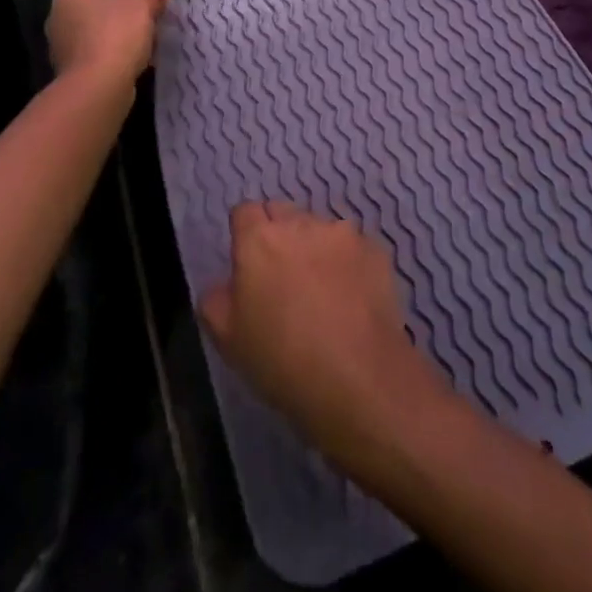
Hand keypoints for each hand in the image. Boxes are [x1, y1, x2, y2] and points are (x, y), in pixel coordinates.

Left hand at [46, 0, 166, 88]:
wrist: (96, 87)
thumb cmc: (115, 34)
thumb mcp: (142, 7)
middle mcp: (61, 12)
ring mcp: (65, 41)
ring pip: (98, 22)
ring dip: (124, 20)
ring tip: (152, 22)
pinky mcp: (75, 65)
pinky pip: (100, 44)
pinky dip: (120, 41)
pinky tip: (144, 47)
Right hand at [200, 202, 453, 470]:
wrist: (359, 379)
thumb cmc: (282, 360)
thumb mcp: (228, 340)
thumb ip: (216, 300)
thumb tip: (225, 284)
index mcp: (259, 238)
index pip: (245, 212)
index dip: (245, 234)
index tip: (248, 264)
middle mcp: (301, 223)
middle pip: (283, 214)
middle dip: (279, 235)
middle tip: (282, 279)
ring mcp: (343, 233)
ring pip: (320, 228)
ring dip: (315, 248)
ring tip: (322, 292)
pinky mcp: (375, 249)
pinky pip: (352, 247)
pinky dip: (348, 263)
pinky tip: (351, 299)